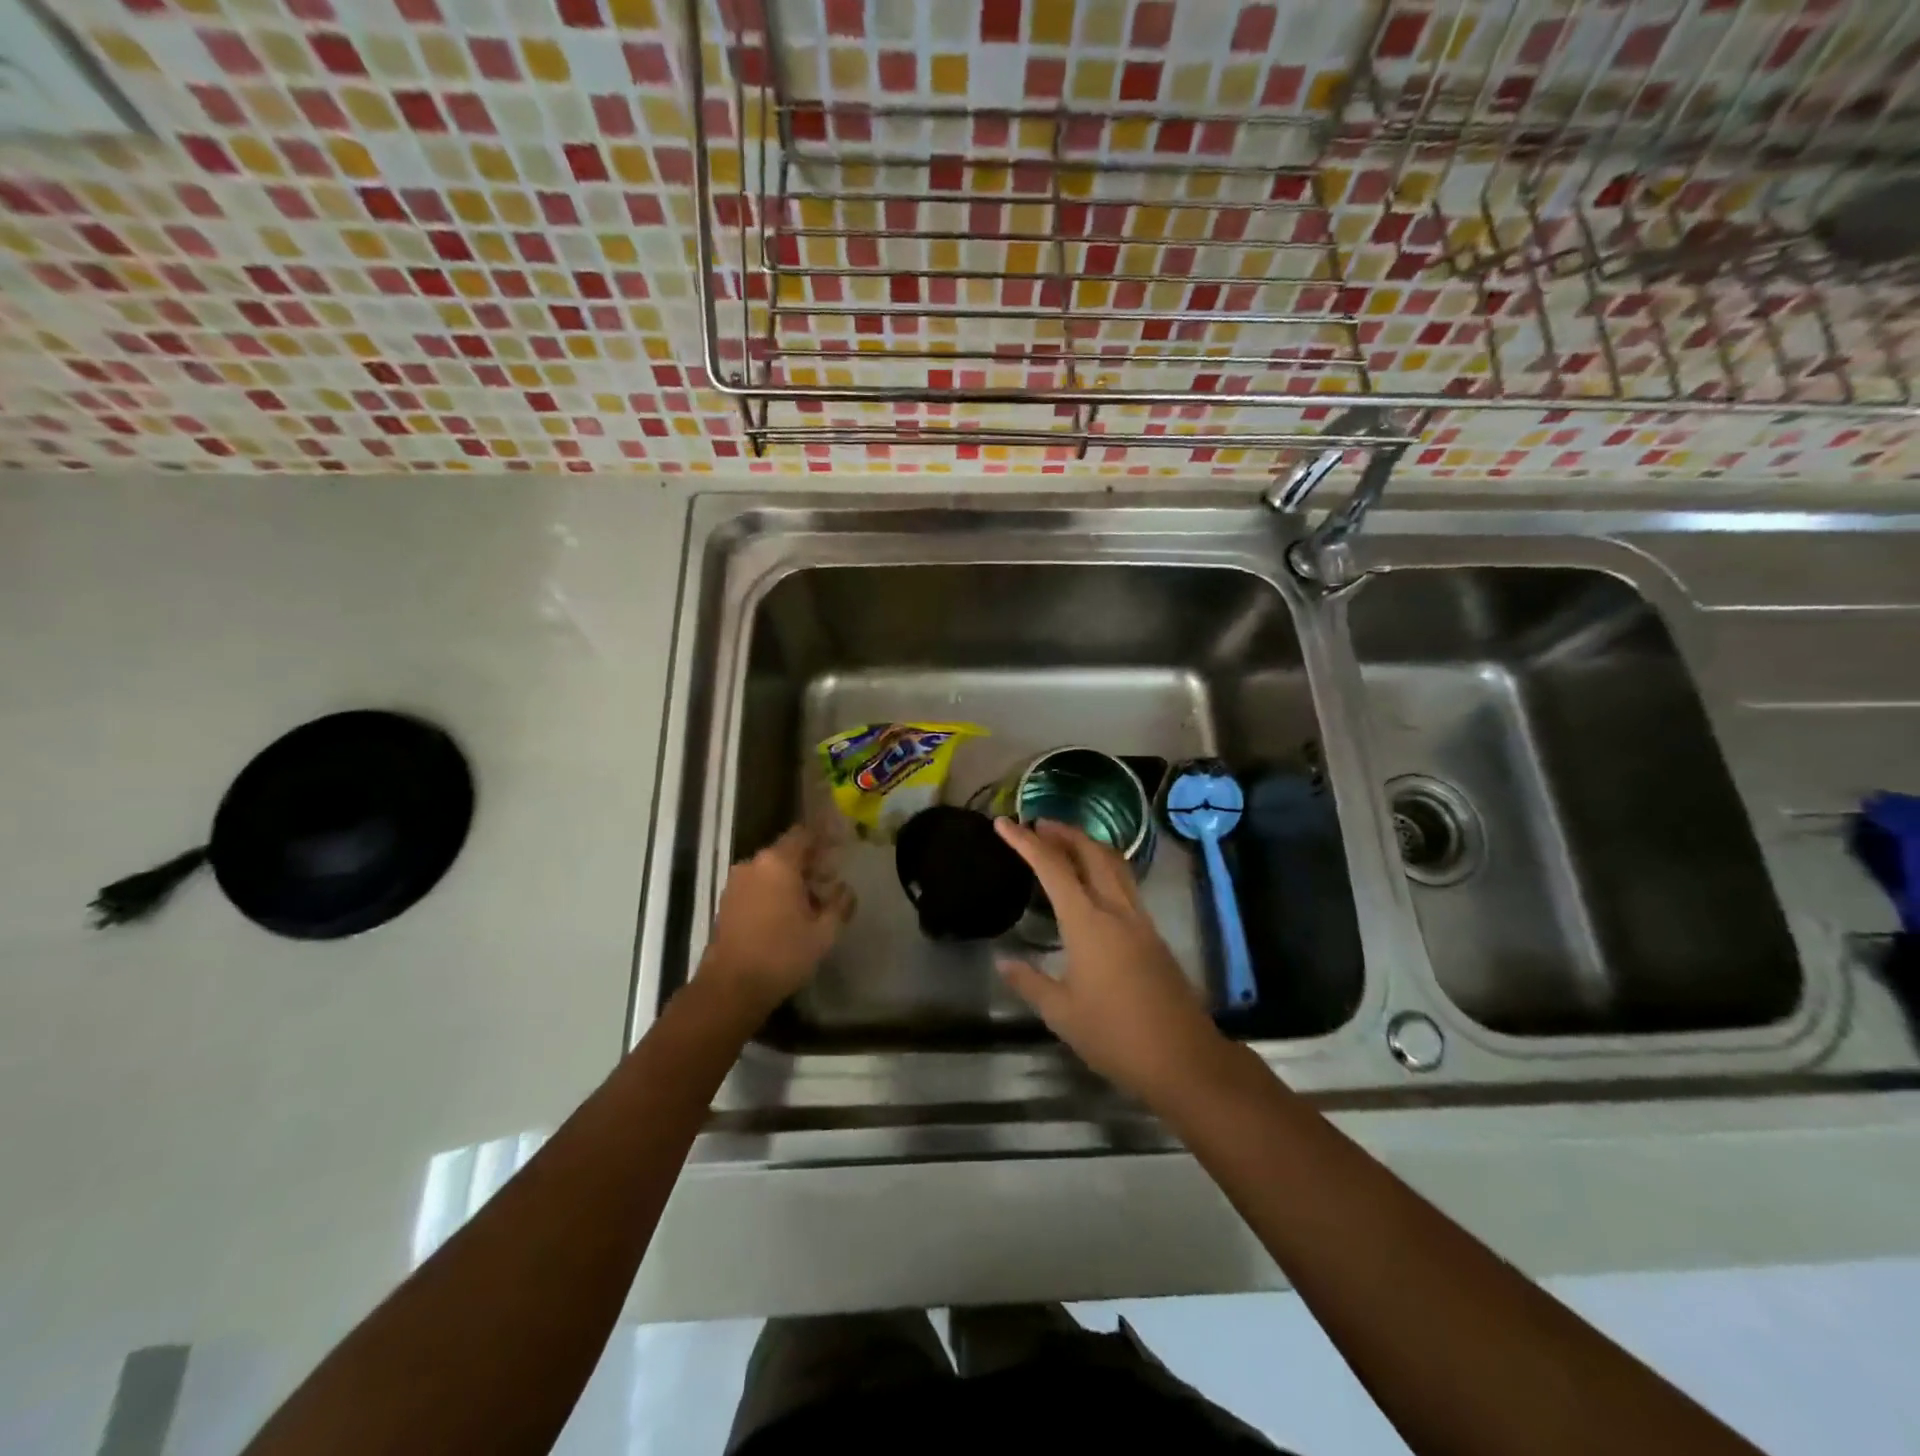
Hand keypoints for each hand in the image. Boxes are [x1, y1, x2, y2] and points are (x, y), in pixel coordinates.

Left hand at [701, 824, 853, 1017]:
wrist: (731, 987)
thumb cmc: (782, 954)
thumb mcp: (824, 933)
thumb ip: (840, 905)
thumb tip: (846, 890)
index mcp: (778, 863)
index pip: (804, 834)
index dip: (824, 837)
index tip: (842, 845)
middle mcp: (754, 865)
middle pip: (787, 852)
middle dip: (811, 862)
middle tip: (832, 879)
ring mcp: (736, 883)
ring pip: (771, 870)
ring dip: (793, 879)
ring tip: (813, 901)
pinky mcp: (727, 903)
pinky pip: (757, 885)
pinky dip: (775, 891)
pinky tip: (789, 913)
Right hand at [994, 818, 1226, 1103]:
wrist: (1183, 1058)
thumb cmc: (1115, 1036)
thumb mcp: (1061, 1014)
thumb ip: (1030, 982)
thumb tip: (1004, 961)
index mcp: (1088, 923)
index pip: (1053, 868)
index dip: (1026, 842)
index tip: (1005, 824)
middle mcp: (1116, 910)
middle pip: (1092, 852)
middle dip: (1064, 832)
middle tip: (1038, 825)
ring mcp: (1140, 920)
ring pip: (1114, 864)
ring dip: (1088, 845)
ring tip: (1064, 844)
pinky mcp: (1153, 935)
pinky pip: (1126, 884)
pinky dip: (1104, 868)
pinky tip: (1093, 885)